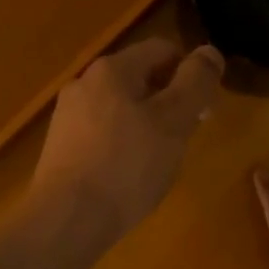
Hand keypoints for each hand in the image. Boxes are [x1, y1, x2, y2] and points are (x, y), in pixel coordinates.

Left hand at [30, 37, 224, 243]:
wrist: (67, 219)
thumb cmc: (127, 166)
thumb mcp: (174, 121)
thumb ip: (196, 82)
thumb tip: (209, 52)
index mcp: (111, 69)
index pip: (162, 50)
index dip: (191, 72)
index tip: (205, 108)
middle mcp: (83, 84)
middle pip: (139, 79)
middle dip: (169, 103)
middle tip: (186, 138)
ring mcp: (67, 116)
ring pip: (120, 109)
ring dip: (147, 126)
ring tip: (159, 161)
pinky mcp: (60, 148)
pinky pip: (102, 135)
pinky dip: (122, 146)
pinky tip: (129, 176)